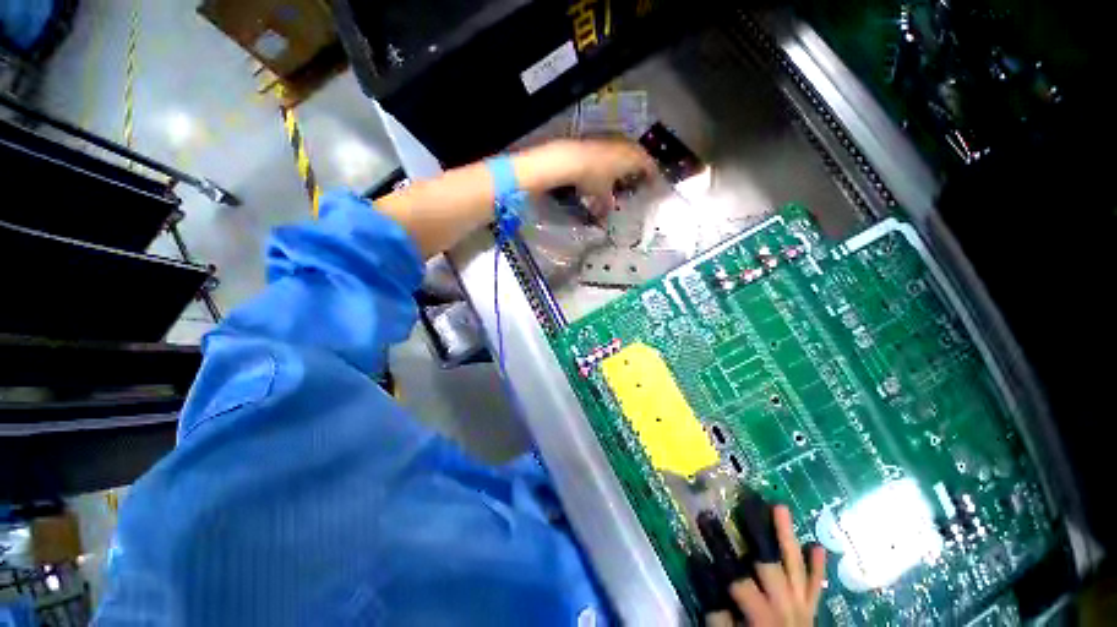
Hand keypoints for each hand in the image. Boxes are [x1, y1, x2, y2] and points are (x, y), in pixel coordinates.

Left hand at [528, 138, 656, 215]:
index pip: (651, 167)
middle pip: (640, 156)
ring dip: (627, 162)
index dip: (653, 178)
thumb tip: (605, 218)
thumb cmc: (593, 177)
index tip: (653, 187)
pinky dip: (615, 159)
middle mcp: (628, 145)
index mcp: (635, 158)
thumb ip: (608, 205)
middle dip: (641, 169)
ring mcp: (614, 139)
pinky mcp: (600, 138)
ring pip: (627, 151)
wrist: (571, 158)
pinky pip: (614, 149)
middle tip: (641, 180)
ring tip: (624, 175)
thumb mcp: (602, 195)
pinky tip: (608, 168)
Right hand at [706, 505, 826, 626]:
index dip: (719, 547)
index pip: (737, 576)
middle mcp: (785, 607)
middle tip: (746, 500)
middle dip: (757, 530)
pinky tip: (817, 546)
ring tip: (780, 507)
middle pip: (770, 563)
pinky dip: (817, 568)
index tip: (703, 519)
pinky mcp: (811, 611)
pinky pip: (816, 587)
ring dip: (788, 536)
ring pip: (796, 567)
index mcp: (761, 616)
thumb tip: (701, 570)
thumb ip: (717, 613)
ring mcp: (802, 608)